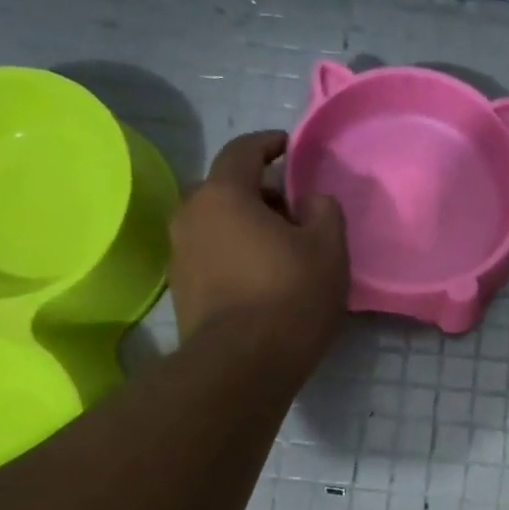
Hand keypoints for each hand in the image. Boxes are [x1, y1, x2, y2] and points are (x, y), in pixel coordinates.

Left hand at [168, 132, 348, 374]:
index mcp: (223, 193)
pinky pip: (211, 255)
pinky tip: (261, 279)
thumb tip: (310, 201)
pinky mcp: (181, 290)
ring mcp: (180, 255)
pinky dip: (234, 254)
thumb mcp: (328, 248)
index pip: (243, 151)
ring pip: (217, 224)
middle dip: (260, 193)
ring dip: (245, 226)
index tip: (288, 147)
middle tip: (293, 212)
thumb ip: (323, 210)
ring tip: (280, 249)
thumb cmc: (290, 295)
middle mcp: (190, 215)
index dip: (268, 144)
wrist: (242, 365)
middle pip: (226, 189)